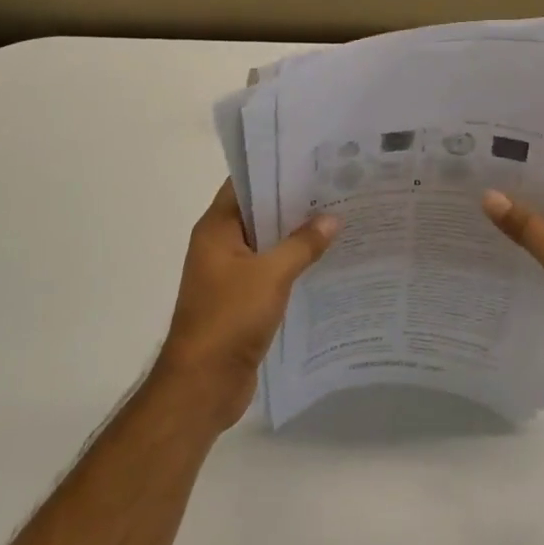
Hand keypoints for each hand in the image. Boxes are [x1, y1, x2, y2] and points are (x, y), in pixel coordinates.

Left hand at [153, 180, 339, 430]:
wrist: (202, 385)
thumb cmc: (229, 319)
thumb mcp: (271, 275)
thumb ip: (302, 244)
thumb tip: (332, 218)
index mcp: (216, 229)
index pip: (245, 184)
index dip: (276, 169)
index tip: (313, 159)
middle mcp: (220, 245)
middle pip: (260, 212)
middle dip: (295, 202)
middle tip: (337, 186)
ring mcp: (230, 274)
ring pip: (268, 243)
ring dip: (297, 235)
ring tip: (341, 218)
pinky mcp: (242, 300)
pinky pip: (272, 271)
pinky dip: (295, 264)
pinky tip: (328, 261)